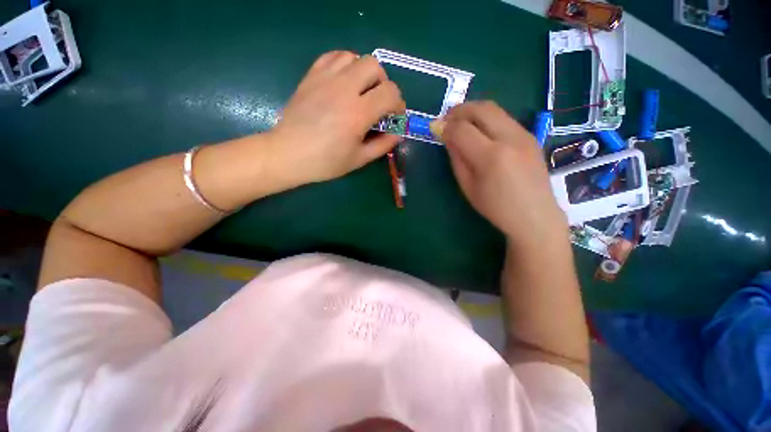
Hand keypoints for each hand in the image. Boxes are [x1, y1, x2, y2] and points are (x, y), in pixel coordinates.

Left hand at [267, 51, 405, 184]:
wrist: (288, 154)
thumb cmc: (325, 161)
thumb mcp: (359, 159)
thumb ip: (382, 145)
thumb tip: (398, 133)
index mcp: (358, 113)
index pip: (390, 92)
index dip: (398, 103)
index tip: (394, 115)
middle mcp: (344, 89)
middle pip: (374, 66)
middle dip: (383, 83)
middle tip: (378, 102)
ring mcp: (325, 79)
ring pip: (354, 57)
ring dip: (364, 72)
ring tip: (360, 91)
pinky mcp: (311, 76)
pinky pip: (333, 56)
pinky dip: (345, 64)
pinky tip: (343, 81)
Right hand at [432, 101, 567, 251]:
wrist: (534, 215)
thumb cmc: (496, 207)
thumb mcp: (468, 186)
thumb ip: (457, 159)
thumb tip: (447, 137)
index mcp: (491, 157)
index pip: (462, 129)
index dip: (446, 127)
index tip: (437, 129)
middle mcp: (510, 138)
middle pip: (481, 109)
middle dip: (460, 110)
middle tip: (447, 119)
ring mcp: (524, 135)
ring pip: (495, 109)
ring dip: (474, 112)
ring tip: (461, 123)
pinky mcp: (531, 136)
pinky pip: (504, 119)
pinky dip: (487, 119)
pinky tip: (480, 132)